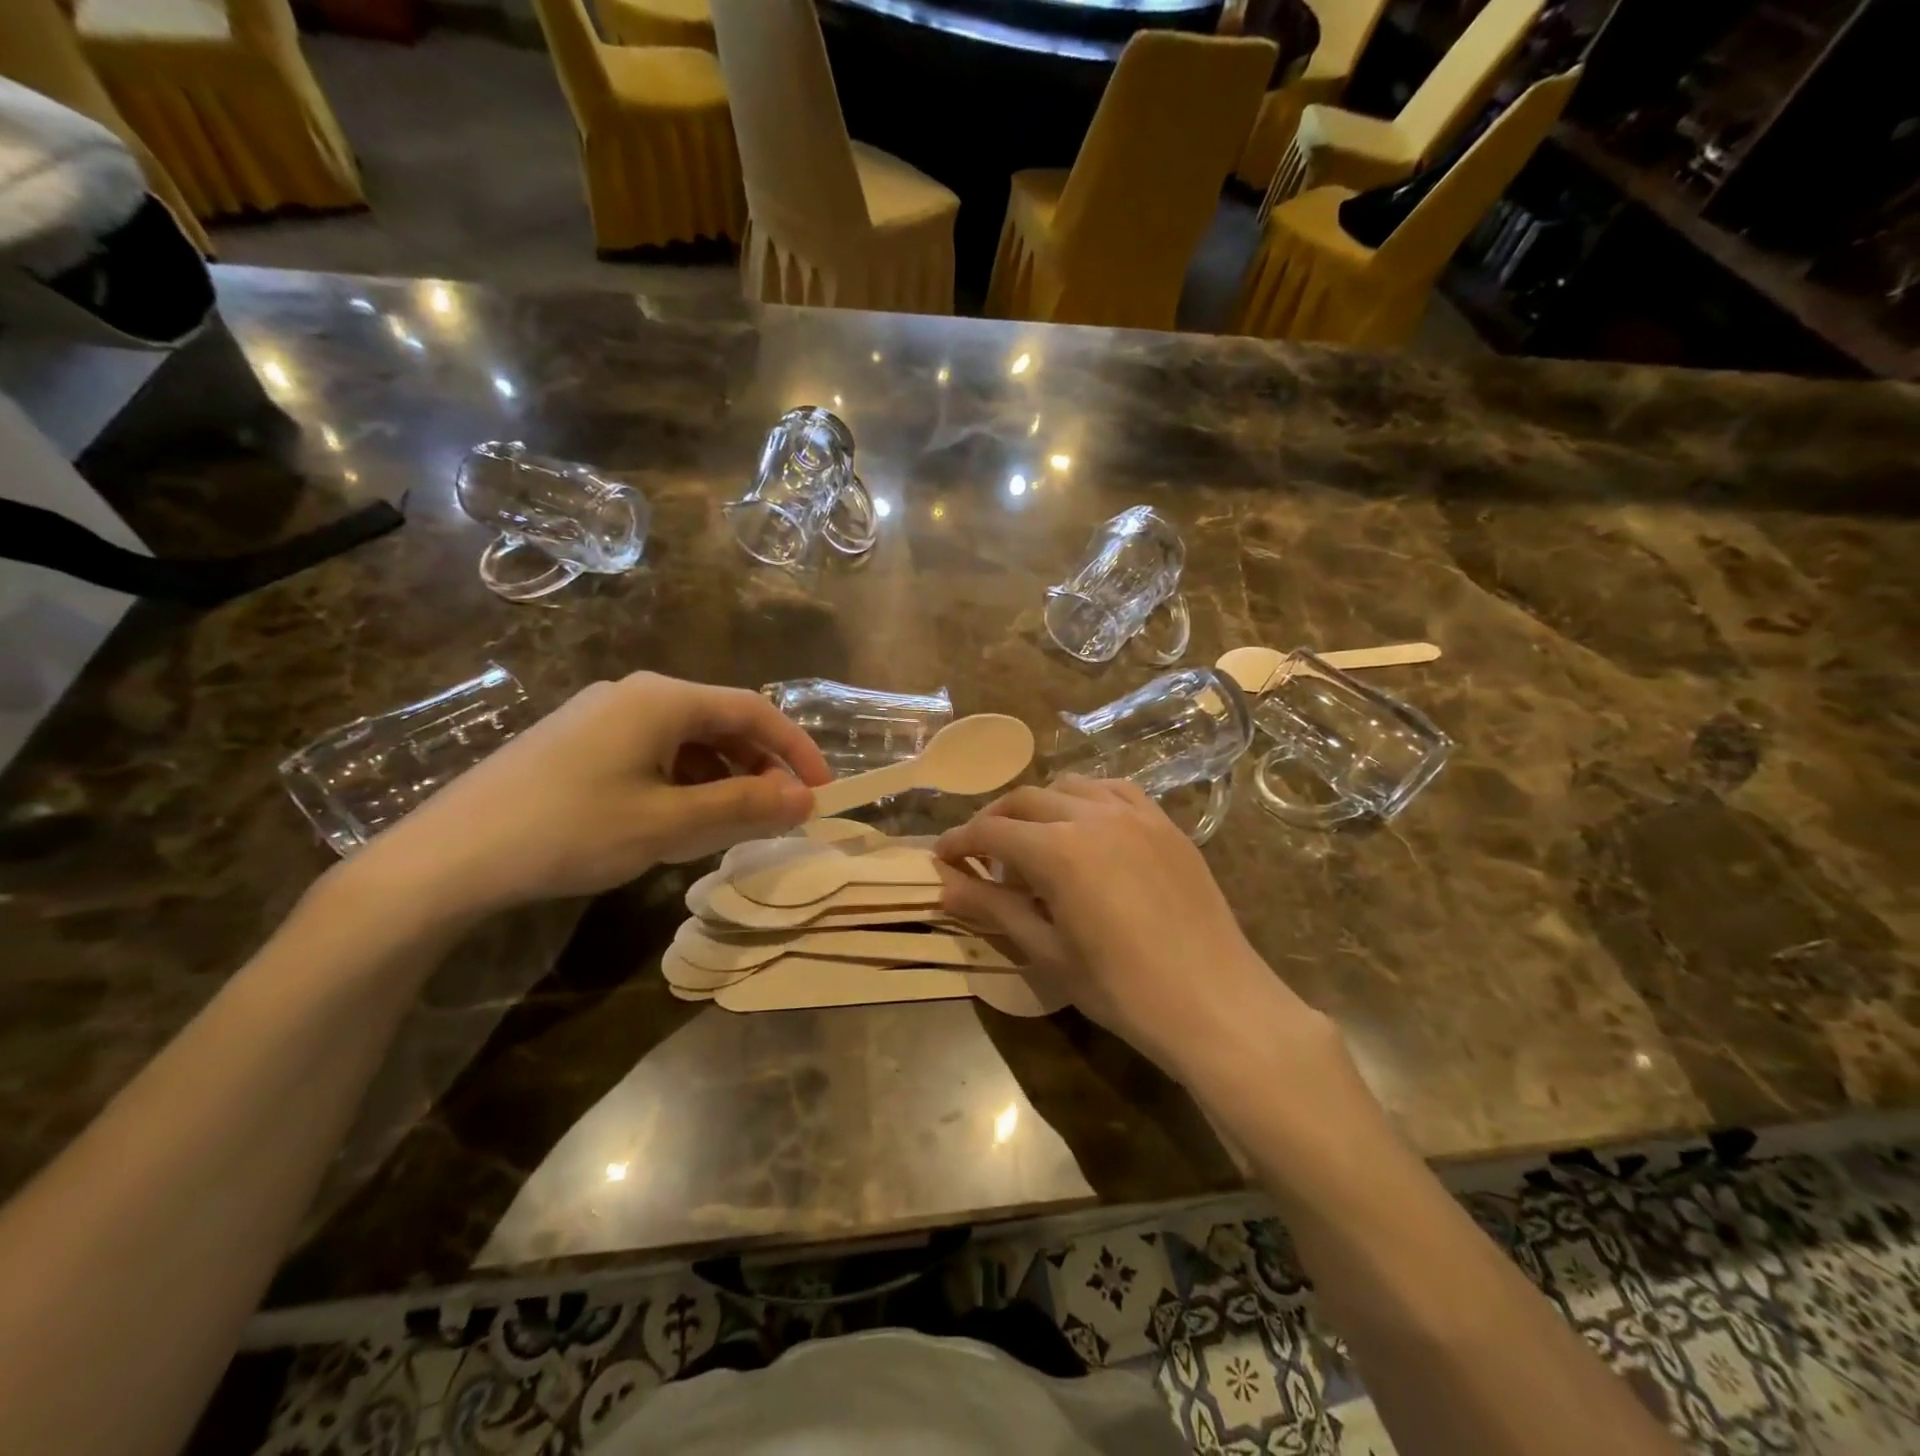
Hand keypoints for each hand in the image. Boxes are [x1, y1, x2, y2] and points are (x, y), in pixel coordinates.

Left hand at [358, 673, 831, 918]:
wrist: (447, 857)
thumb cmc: (571, 830)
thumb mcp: (670, 822)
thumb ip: (745, 806)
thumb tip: (807, 800)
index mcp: (663, 698)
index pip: (754, 710)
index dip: (796, 749)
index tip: (822, 790)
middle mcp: (635, 694)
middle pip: (720, 722)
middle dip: (759, 767)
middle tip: (778, 813)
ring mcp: (601, 717)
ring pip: (686, 740)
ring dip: (722, 777)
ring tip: (731, 823)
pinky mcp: (577, 743)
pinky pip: (652, 753)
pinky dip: (683, 782)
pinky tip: (676, 819)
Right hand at [934, 779, 1328, 1076]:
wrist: (1215, 1003)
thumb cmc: (1122, 990)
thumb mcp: (1048, 953)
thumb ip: (994, 908)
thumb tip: (945, 885)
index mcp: (1058, 850)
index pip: (991, 832)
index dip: (960, 843)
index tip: (941, 858)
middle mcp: (1092, 815)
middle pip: (1025, 800)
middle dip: (994, 821)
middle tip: (980, 854)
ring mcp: (1135, 814)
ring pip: (1069, 786)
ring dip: (1039, 806)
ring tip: (1033, 841)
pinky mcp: (1165, 823)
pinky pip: (1115, 791)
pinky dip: (1086, 799)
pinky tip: (1086, 827)